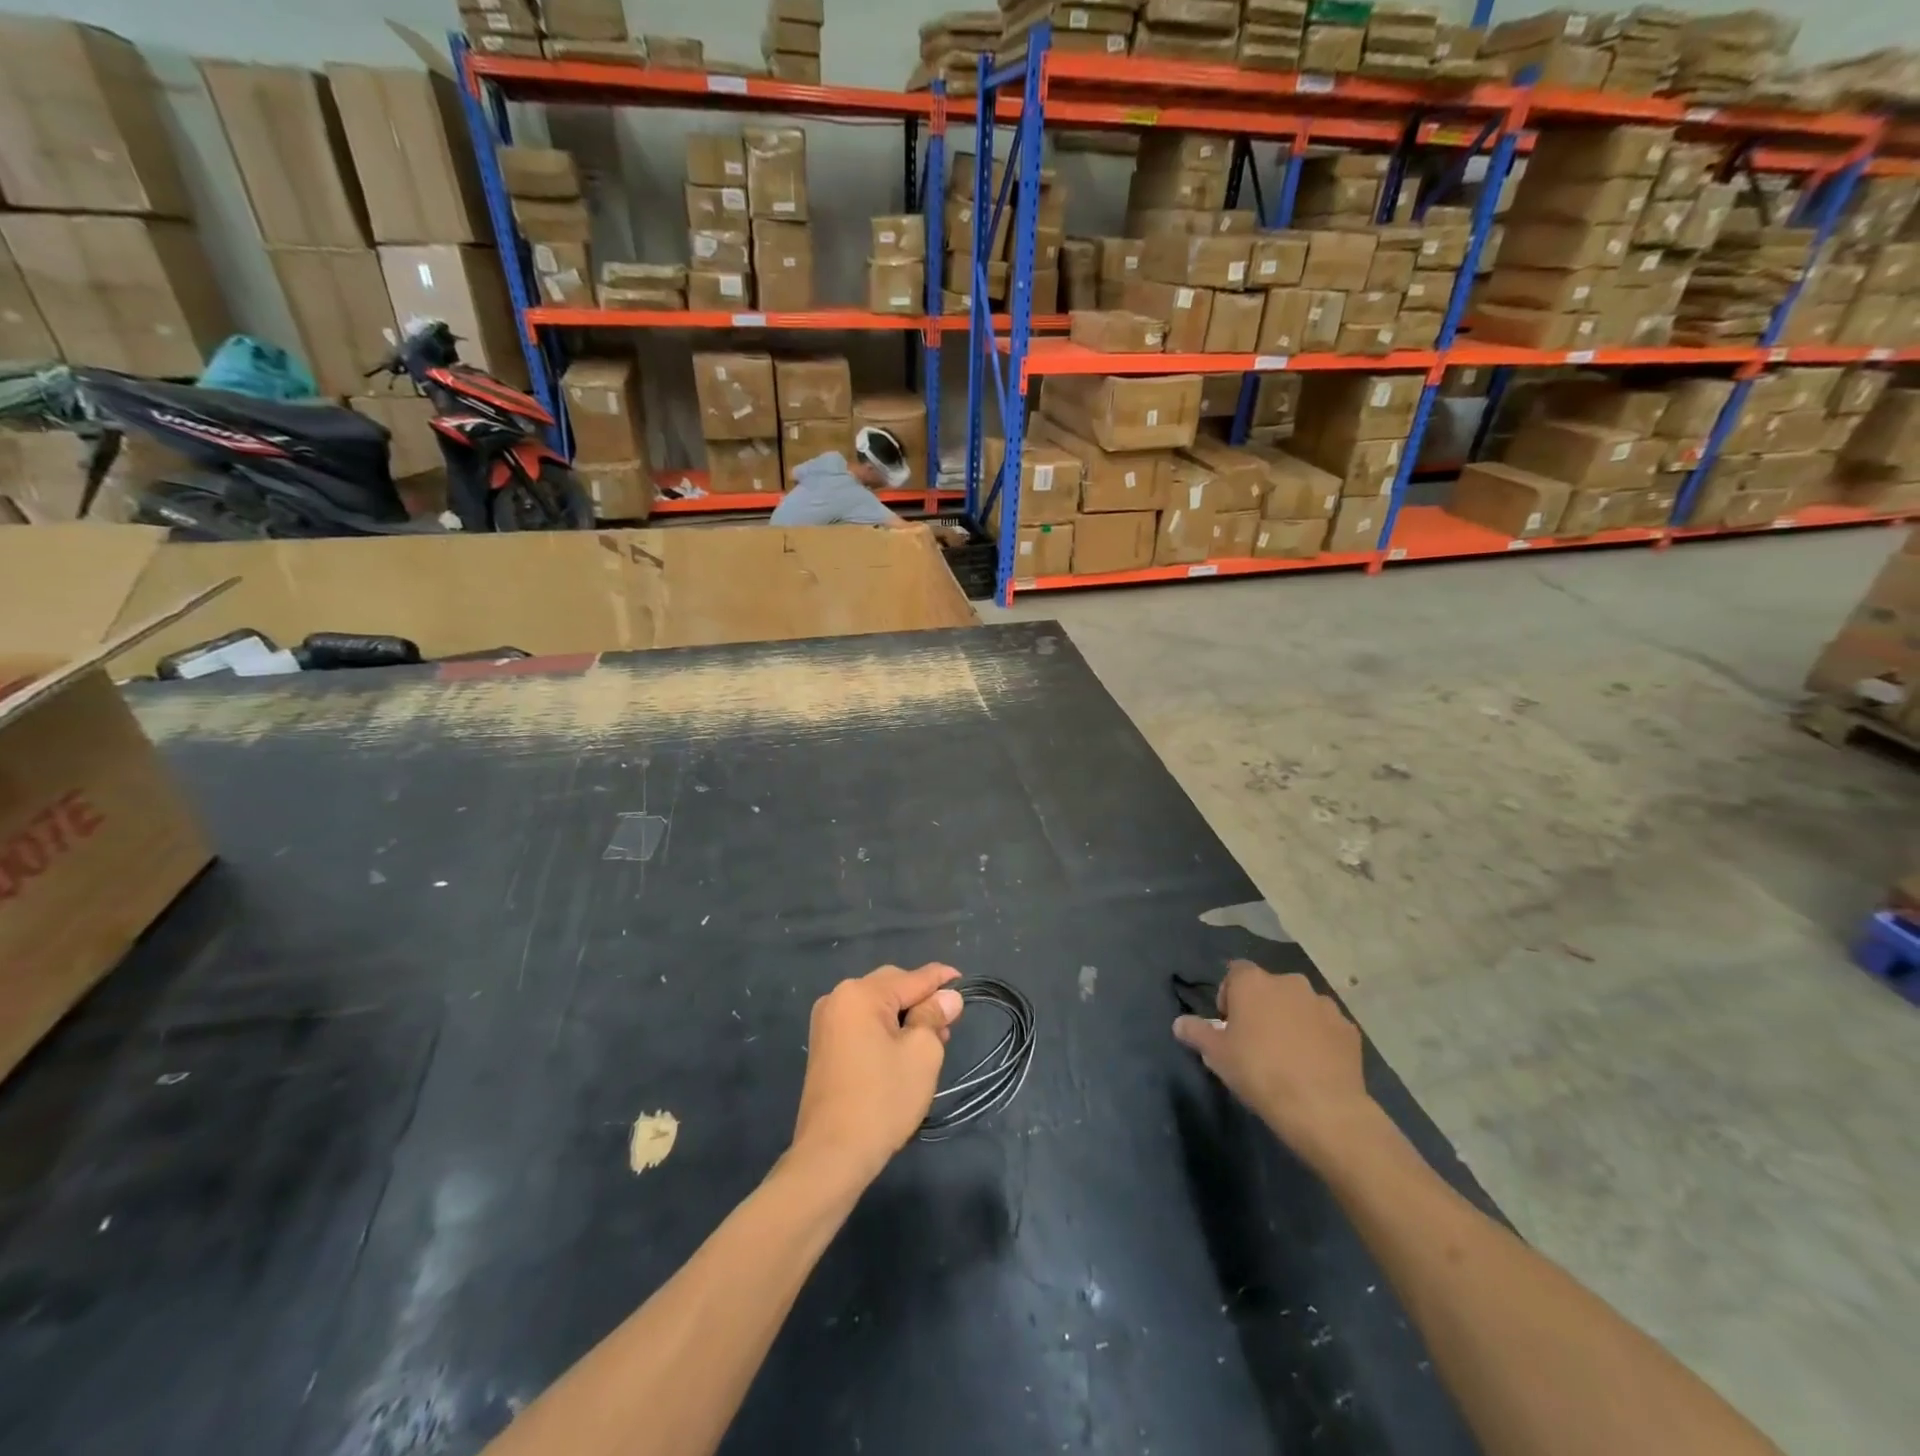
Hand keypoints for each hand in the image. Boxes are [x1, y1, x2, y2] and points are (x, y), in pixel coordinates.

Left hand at [792, 964, 963, 1184]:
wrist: (832, 1154)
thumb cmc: (882, 1099)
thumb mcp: (921, 1053)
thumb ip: (934, 1017)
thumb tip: (947, 997)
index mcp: (860, 994)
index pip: (912, 978)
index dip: (941, 979)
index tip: (963, 980)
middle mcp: (837, 998)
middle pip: (891, 986)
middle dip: (921, 999)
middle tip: (948, 1023)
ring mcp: (826, 1023)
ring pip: (877, 1006)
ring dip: (904, 1016)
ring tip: (931, 1040)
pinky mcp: (824, 1047)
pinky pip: (862, 1024)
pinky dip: (885, 1029)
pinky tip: (902, 1050)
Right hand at [1172, 960, 1372, 1164]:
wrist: (1322, 1108)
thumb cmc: (1259, 1072)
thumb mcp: (1216, 1055)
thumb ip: (1196, 1032)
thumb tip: (1179, 1023)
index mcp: (1253, 982)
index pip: (1235, 972)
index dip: (1229, 995)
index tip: (1228, 1025)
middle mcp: (1289, 982)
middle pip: (1269, 987)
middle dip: (1262, 1007)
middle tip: (1256, 1041)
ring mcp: (1323, 1004)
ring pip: (1299, 1005)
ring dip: (1292, 1020)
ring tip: (1288, 1055)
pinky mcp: (1348, 1028)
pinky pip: (1325, 1026)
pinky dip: (1318, 1037)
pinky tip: (1314, 1065)